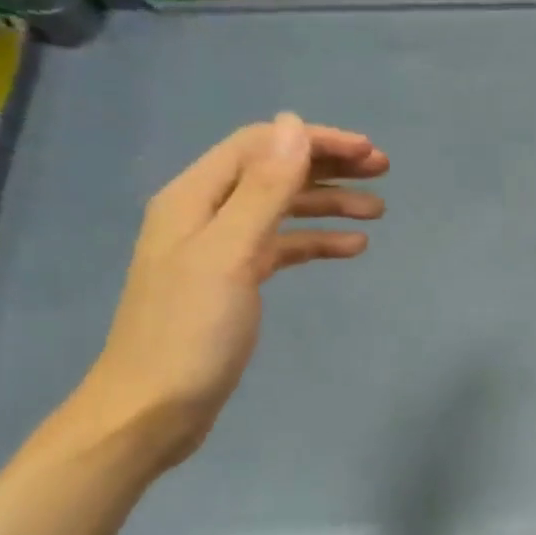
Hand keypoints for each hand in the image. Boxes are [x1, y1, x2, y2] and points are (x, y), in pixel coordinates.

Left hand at [62, 113, 387, 469]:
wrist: (154, 410)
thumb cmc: (190, 332)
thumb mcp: (230, 254)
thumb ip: (263, 189)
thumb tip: (293, 124)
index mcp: (195, 198)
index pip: (261, 146)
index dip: (315, 141)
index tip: (368, 152)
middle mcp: (206, 214)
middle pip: (273, 173)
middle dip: (328, 167)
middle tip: (381, 173)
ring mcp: (220, 251)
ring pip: (282, 210)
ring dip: (328, 204)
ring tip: (378, 211)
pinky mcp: (234, 283)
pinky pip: (282, 248)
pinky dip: (316, 242)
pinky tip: (352, 246)